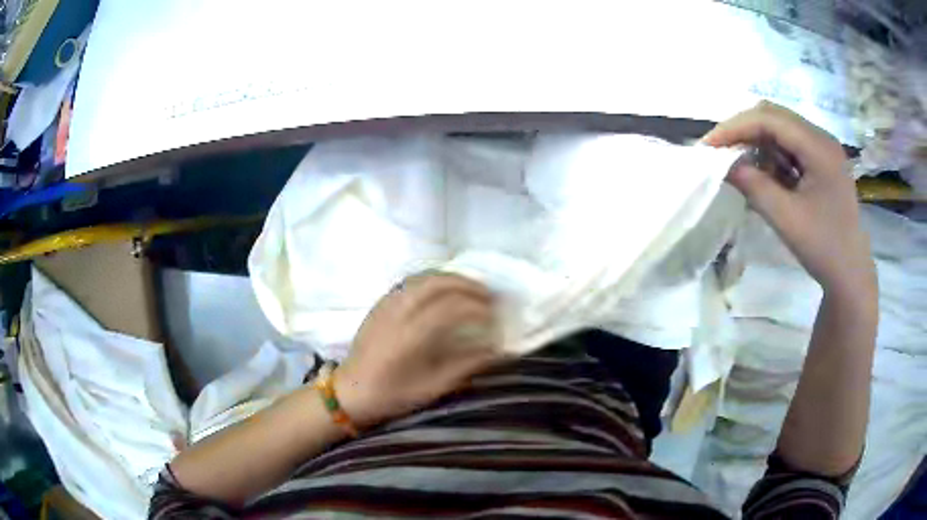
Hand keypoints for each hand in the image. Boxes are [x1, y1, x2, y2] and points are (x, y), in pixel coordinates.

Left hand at [334, 273, 505, 427]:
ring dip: (452, 279)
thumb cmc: (391, 395)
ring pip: (423, 278)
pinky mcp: (380, 304)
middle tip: (489, 295)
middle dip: (468, 285)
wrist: (350, 392)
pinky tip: (444, 289)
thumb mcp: (432, 388)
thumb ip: (465, 366)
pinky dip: (433, 280)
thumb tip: (496, 350)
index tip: (495, 317)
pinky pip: (410, 282)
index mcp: (410, 336)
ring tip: (471, 288)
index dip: (477, 308)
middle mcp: (398, 313)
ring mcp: (386, 305)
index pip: (451, 308)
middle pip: (438, 284)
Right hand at [703, 101, 875, 296]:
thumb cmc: (824, 249)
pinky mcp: (821, 161)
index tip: (708, 146)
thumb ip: (754, 186)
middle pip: (774, 116)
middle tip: (719, 151)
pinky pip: (790, 146)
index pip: (769, 119)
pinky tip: (763, 174)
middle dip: (743, 130)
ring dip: (756, 142)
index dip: (735, 127)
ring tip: (739, 164)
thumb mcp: (787, 219)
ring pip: (780, 129)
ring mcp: (822, 148)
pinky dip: (771, 155)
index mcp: (818, 147)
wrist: (851, 273)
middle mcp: (821, 138)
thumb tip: (723, 165)